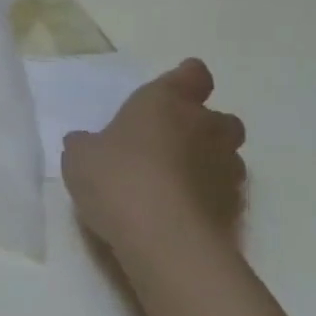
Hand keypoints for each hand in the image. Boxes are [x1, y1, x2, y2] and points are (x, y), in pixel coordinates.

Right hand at [62, 59, 246, 257]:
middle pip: (220, 119)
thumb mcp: (80, 156)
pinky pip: (222, 194)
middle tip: (171, 143)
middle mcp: (205, 128)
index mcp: (166, 103)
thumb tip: (86, 143)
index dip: (187, 79)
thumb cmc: (117, 178)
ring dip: (207, 164)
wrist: (163, 239)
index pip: (192, 76)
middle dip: (203, 128)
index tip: (177, 88)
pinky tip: (180, 213)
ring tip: (175, 183)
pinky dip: (207, 198)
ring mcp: (226, 170)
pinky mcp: (235, 210)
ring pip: (226, 157)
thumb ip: (87, 144)